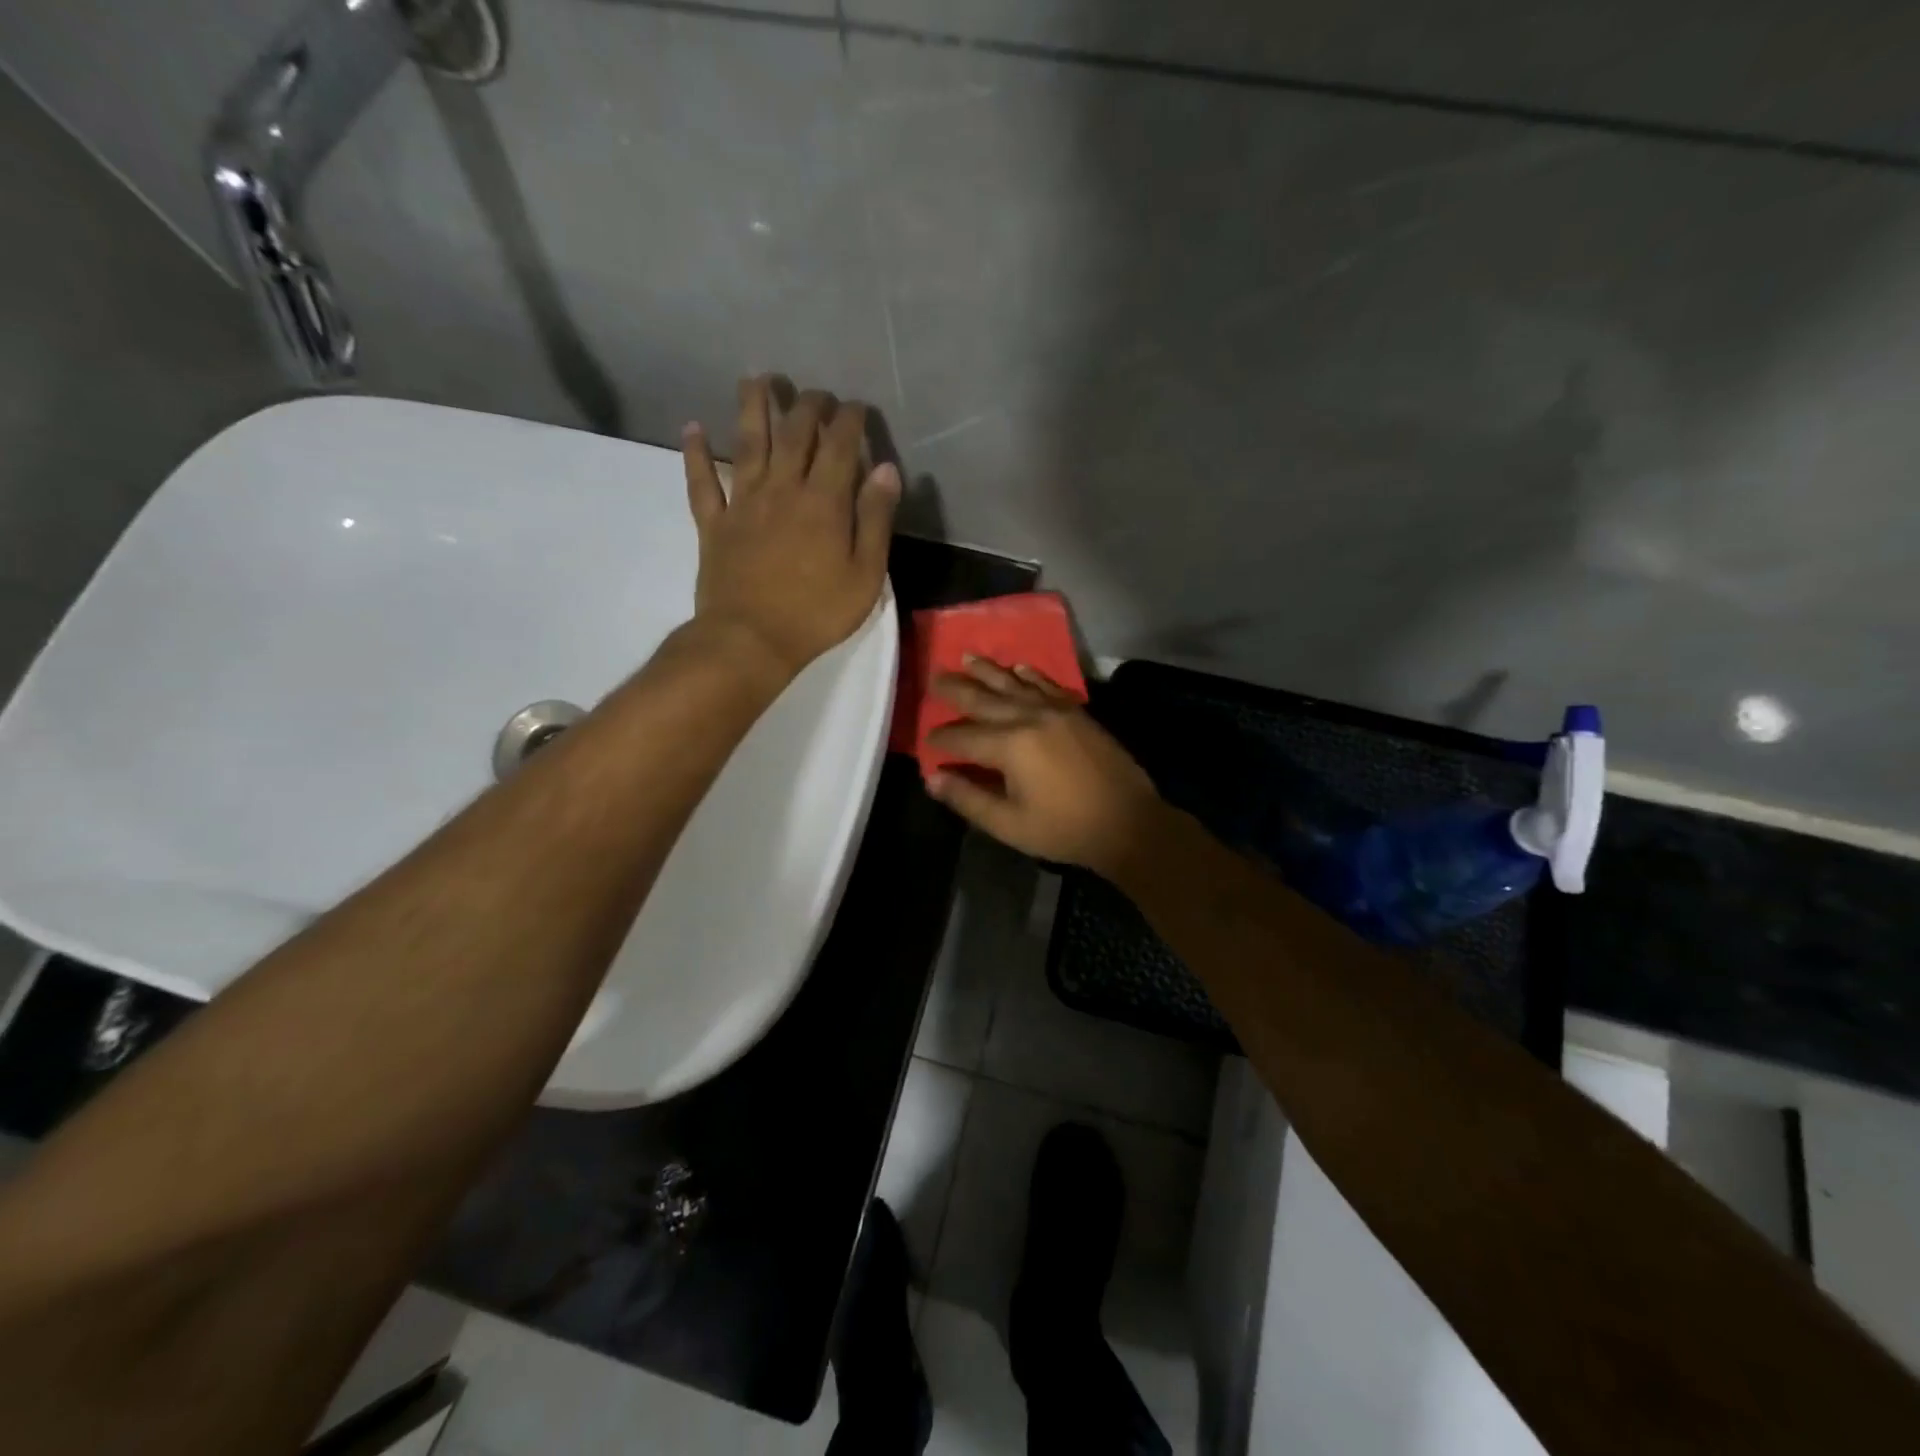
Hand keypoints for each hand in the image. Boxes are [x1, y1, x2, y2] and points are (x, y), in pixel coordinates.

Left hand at [682, 376, 899, 679]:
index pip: (839, 444)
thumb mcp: (865, 575)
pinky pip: (702, 482)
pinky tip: (693, 428)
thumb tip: (886, 469)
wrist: (751, 640)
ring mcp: (743, 503)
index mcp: (823, 501)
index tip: (857, 407)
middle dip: (808, 405)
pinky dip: (696, 453)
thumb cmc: (817, 613)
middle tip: (816, 393)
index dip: (850, 419)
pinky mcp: (714, 524)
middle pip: (794, 433)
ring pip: (747, 443)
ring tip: (756, 378)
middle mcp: (782, 489)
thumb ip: (875, 520)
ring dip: (752, 407)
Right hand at [923, 659, 1164, 878]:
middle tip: (933, 677)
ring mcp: (1056, 710)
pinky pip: (1047, 684)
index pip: (963, 737)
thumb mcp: (1009, 824)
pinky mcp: (1077, 712)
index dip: (940, 740)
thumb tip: (933, 779)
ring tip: (966, 657)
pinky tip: (1018, 667)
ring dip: (988, 670)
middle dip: (955, 689)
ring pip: (1014, 684)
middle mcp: (1029, 718)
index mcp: (1010, 746)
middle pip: (983, 699)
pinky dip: (1030, 674)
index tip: (926, 740)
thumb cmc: (1065, 829)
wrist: (1128, 822)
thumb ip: (968, 798)